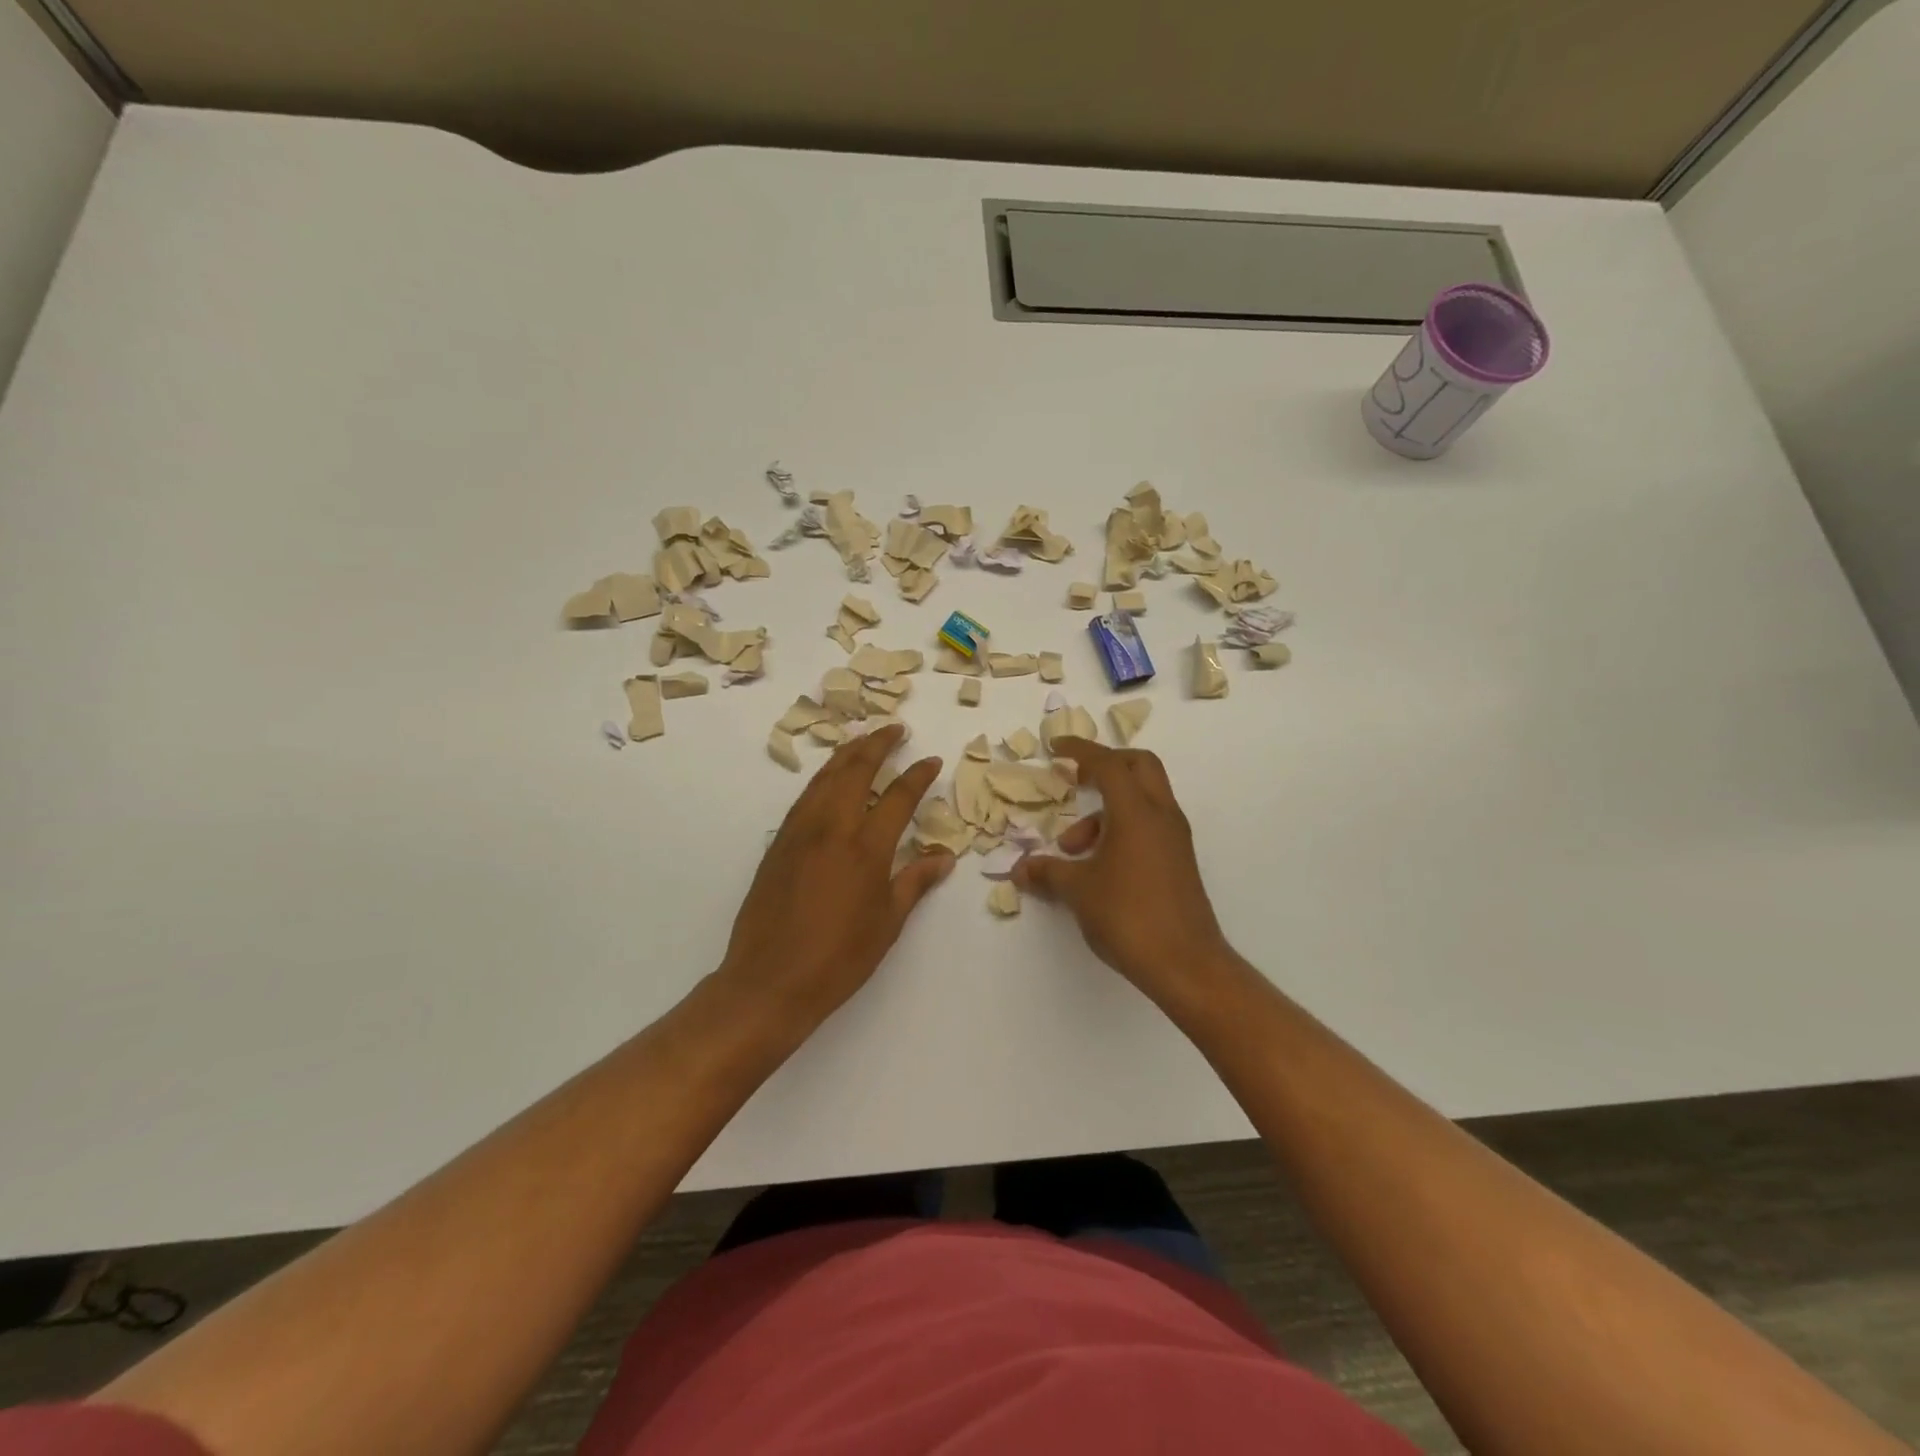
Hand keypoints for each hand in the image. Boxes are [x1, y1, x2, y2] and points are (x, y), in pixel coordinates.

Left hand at [717, 724, 953, 1030]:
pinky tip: (830, 779)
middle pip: (855, 770)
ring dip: (847, 753)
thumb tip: (944, 857)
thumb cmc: (839, 958)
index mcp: (866, 848)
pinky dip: (823, 777)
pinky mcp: (779, 843)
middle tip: (895, 729)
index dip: (918, 775)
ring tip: (864, 740)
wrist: (769, 980)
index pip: (898, 796)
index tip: (931, 760)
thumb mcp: (887, 923)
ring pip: (825, 777)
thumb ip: (915, 882)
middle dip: (877, 744)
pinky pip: (805, 796)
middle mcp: (832, 827)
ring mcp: (800, 832)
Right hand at [1014, 738, 1236, 1010]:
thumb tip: (1020, 869)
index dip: (1080, 750)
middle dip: (1105, 765)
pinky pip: (1148, 825)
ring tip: (1071, 850)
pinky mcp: (1178, 860)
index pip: (1109, 764)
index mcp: (1137, 811)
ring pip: (1142, 799)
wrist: (1186, 964)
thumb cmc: (1128, 916)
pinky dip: (1121, 829)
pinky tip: (1097, 865)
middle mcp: (1161, 815)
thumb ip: (1047, 872)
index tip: (1056, 747)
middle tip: (1074, 780)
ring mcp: (1174, 838)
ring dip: (1105, 811)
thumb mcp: (1078, 891)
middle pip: (1139, 766)